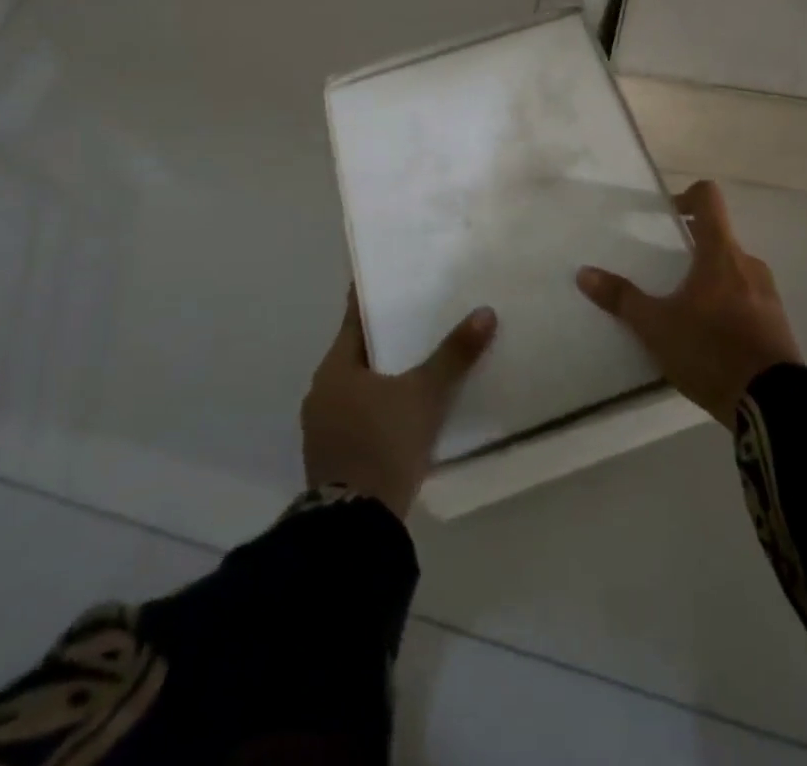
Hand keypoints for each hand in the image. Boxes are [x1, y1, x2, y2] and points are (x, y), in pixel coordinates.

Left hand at [301, 293, 497, 519]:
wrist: (355, 526)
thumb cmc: (384, 443)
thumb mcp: (425, 395)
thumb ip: (454, 355)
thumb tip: (485, 312)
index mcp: (334, 368)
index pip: (355, 319)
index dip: (373, 299)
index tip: (391, 280)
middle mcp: (321, 392)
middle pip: (357, 353)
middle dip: (386, 340)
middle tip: (419, 320)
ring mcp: (323, 428)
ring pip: (358, 388)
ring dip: (383, 377)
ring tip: (419, 364)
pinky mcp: (332, 459)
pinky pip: (359, 417)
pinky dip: (379, 408)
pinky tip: (405, 411)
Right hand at [577, 180, 799, 422]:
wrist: (773, 403)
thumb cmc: (711, 350)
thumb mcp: (656, 327)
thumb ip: (622, 299)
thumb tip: (584, 273)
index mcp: (720, 253)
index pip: (708, 198)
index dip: (687, 195)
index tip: (667, 214)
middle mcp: (748, 264)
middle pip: (718, 238)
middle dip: (691, 249)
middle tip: (665, 272)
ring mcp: (768, 294)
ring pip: (733, 271)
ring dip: (710, 280)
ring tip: (684, 310)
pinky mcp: (777, 323)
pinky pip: (748, 300)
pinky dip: (727, 307)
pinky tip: (708, 338)